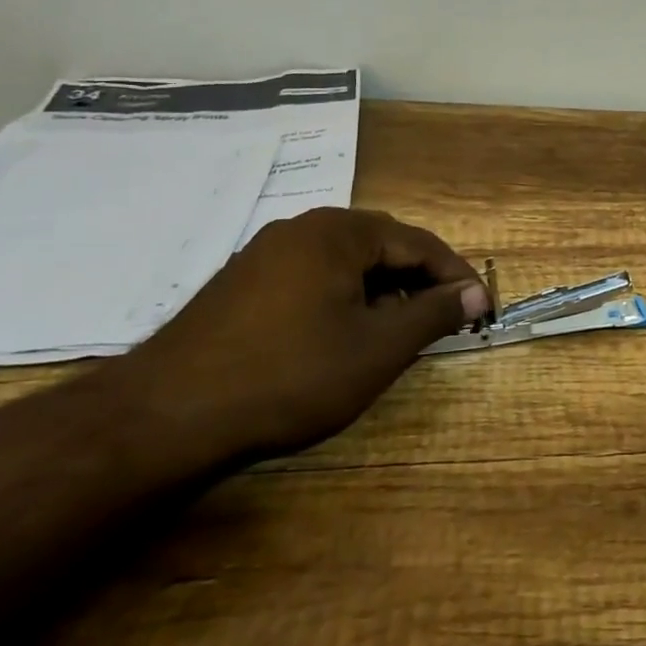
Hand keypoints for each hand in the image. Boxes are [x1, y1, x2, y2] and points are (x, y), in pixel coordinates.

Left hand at [131, 208, 488, 460]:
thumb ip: (432, 314)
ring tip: (396, 336)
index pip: (418, 242)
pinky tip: (343, 338)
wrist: (165, 416)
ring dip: (382, 293)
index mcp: (339, 232)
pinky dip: (344, 300)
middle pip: (382, 247)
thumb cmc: (290, 376)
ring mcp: (266, 254)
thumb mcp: (377, 349)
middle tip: (441, 323)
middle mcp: (302, 229)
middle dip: (418, 283)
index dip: (455, 276)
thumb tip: (475, 293)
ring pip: (346, 264)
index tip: (480, 310)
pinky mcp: (243, 283)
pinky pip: (313, 278)